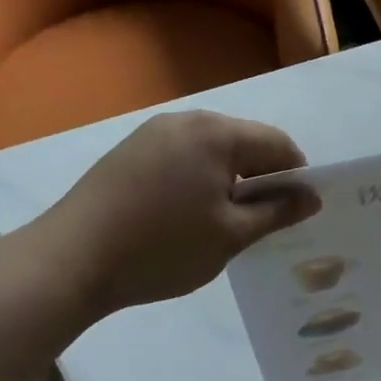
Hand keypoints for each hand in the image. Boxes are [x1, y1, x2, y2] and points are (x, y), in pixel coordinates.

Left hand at [31, 111, 319, 315]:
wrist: (69, 261)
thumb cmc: (162, 248)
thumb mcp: (231, 236)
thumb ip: (276, 212)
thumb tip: (311, 197)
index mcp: (217, 133)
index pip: (277, 143)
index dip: (296, 174)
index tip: (298, 209)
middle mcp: (186, 120)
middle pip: (244, 141)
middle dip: (262, 175)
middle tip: (263, 219)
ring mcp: (153, 132)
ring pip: (212, 148)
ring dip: (229, 176)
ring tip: (225, 218)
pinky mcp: (129, 150)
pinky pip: (182, 154)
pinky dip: (198, 176)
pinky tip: (187, 212)